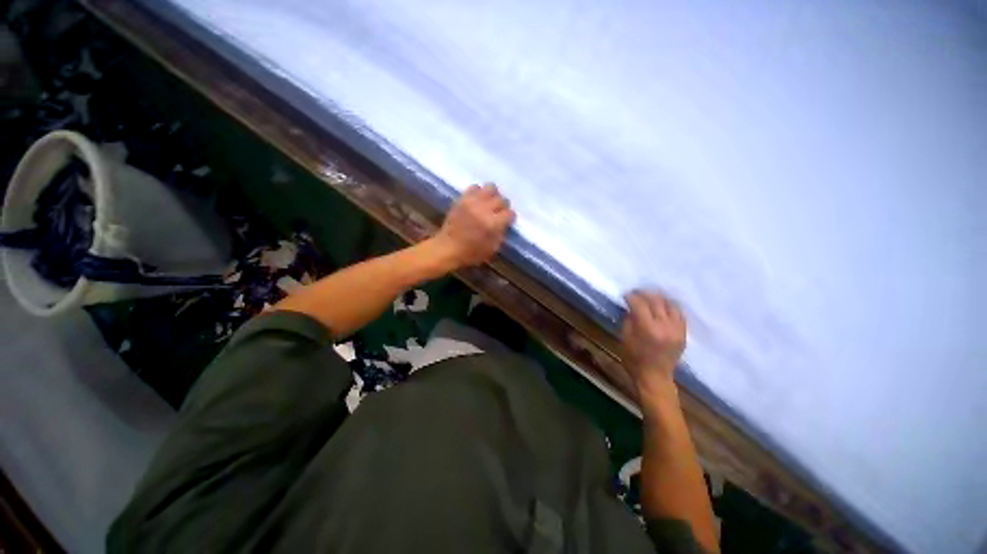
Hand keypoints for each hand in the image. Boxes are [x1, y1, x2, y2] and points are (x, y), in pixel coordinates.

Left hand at [432, 182, 515, 268]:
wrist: (446, 248)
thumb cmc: (470, 253)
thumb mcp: (492, 249)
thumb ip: (501, 234)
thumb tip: (504, 223)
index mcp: (493, 224)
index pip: (510, 213)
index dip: (509, 218)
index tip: (506, 221)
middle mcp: (484, 210)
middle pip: (502, 199)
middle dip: (502, 206)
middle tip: (498, 212)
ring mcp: (472, 202)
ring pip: (490, 187)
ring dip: (492, 195)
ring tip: (488, 202)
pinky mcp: (462, 199)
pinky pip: (474, 187)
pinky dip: (478, 192)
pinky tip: (477, 200)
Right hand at [621, 290, 686, 396]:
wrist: (655, 379)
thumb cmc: (636, 363)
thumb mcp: (626, 342)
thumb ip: (629, 322)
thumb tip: (631, 308)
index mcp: (648, 329)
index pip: (640, 304)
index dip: (632, 297)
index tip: (627, 295)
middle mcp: (664, 326)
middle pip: (656, 300)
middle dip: (645, 294)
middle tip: (638, 293)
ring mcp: (676, 328)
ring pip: (669, 304)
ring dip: (659, 299)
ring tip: (652, 299)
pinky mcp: (683, 333)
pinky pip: (679, 313)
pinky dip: (671, 308)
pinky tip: (665, 308)